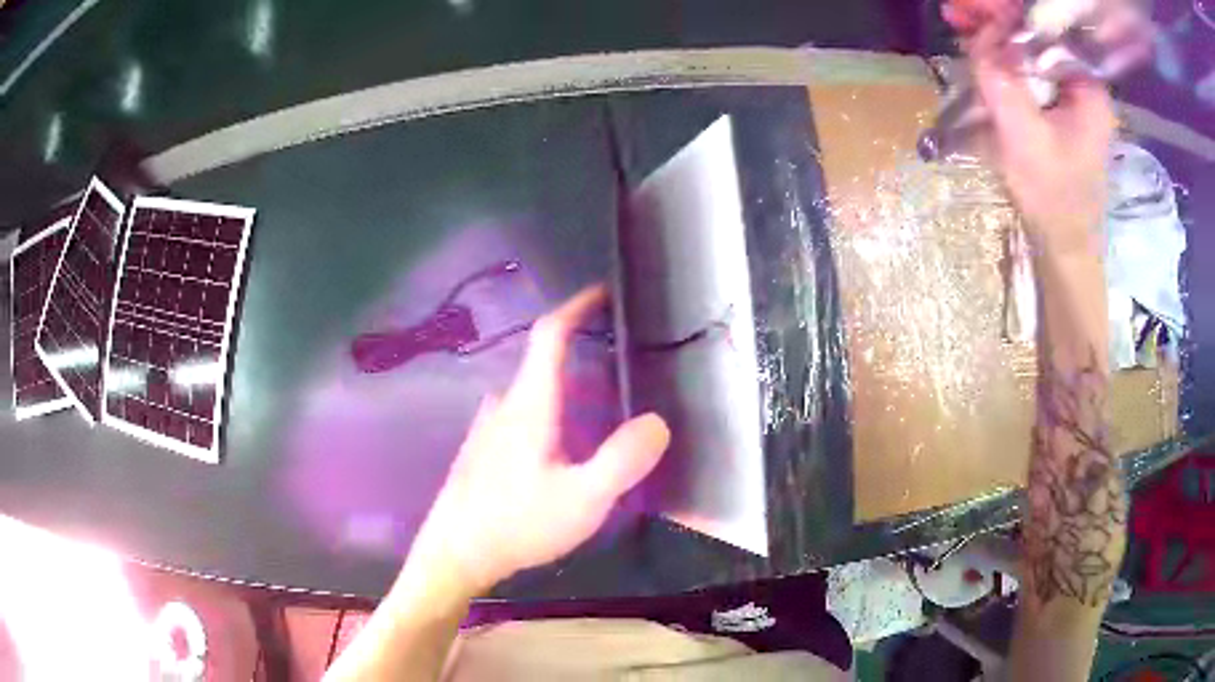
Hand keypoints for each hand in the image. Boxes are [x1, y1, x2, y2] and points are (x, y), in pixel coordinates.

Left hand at [407, 285, 670, 595]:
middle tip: (625, 365)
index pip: (550, 335)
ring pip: (535, 392)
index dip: (577, 307)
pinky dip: (553, 412)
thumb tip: (657, 422)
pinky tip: (567, 447)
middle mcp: (505, 405)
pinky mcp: (484, 451)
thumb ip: (622, 460)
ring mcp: (489, 428)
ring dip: (570, 388)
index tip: (603, 293)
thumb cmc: (516, 524)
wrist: (454, 553)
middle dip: (584, 353)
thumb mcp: (582, 500)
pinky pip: (523, 415)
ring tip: (606, 407)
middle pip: (545, 362)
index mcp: (529, 404)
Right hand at [945, 0, 1116, 255]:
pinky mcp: (1056, 103)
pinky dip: (1000, 54)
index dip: (1003, 12)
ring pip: (1027, 45)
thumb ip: (1003, 82)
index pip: (1042, 26)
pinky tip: (979, 51)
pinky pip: (1026, 65)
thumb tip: (982, 38)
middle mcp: (1080, 81)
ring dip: (993, 33)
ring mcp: (1068, 92)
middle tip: (955, 13)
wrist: (1064, 243)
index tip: (966, 8)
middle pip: (1034, 30)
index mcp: (1085, 86)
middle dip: (994, 18)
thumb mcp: (1025, 138)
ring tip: (959, 24)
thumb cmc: (1054, 198)